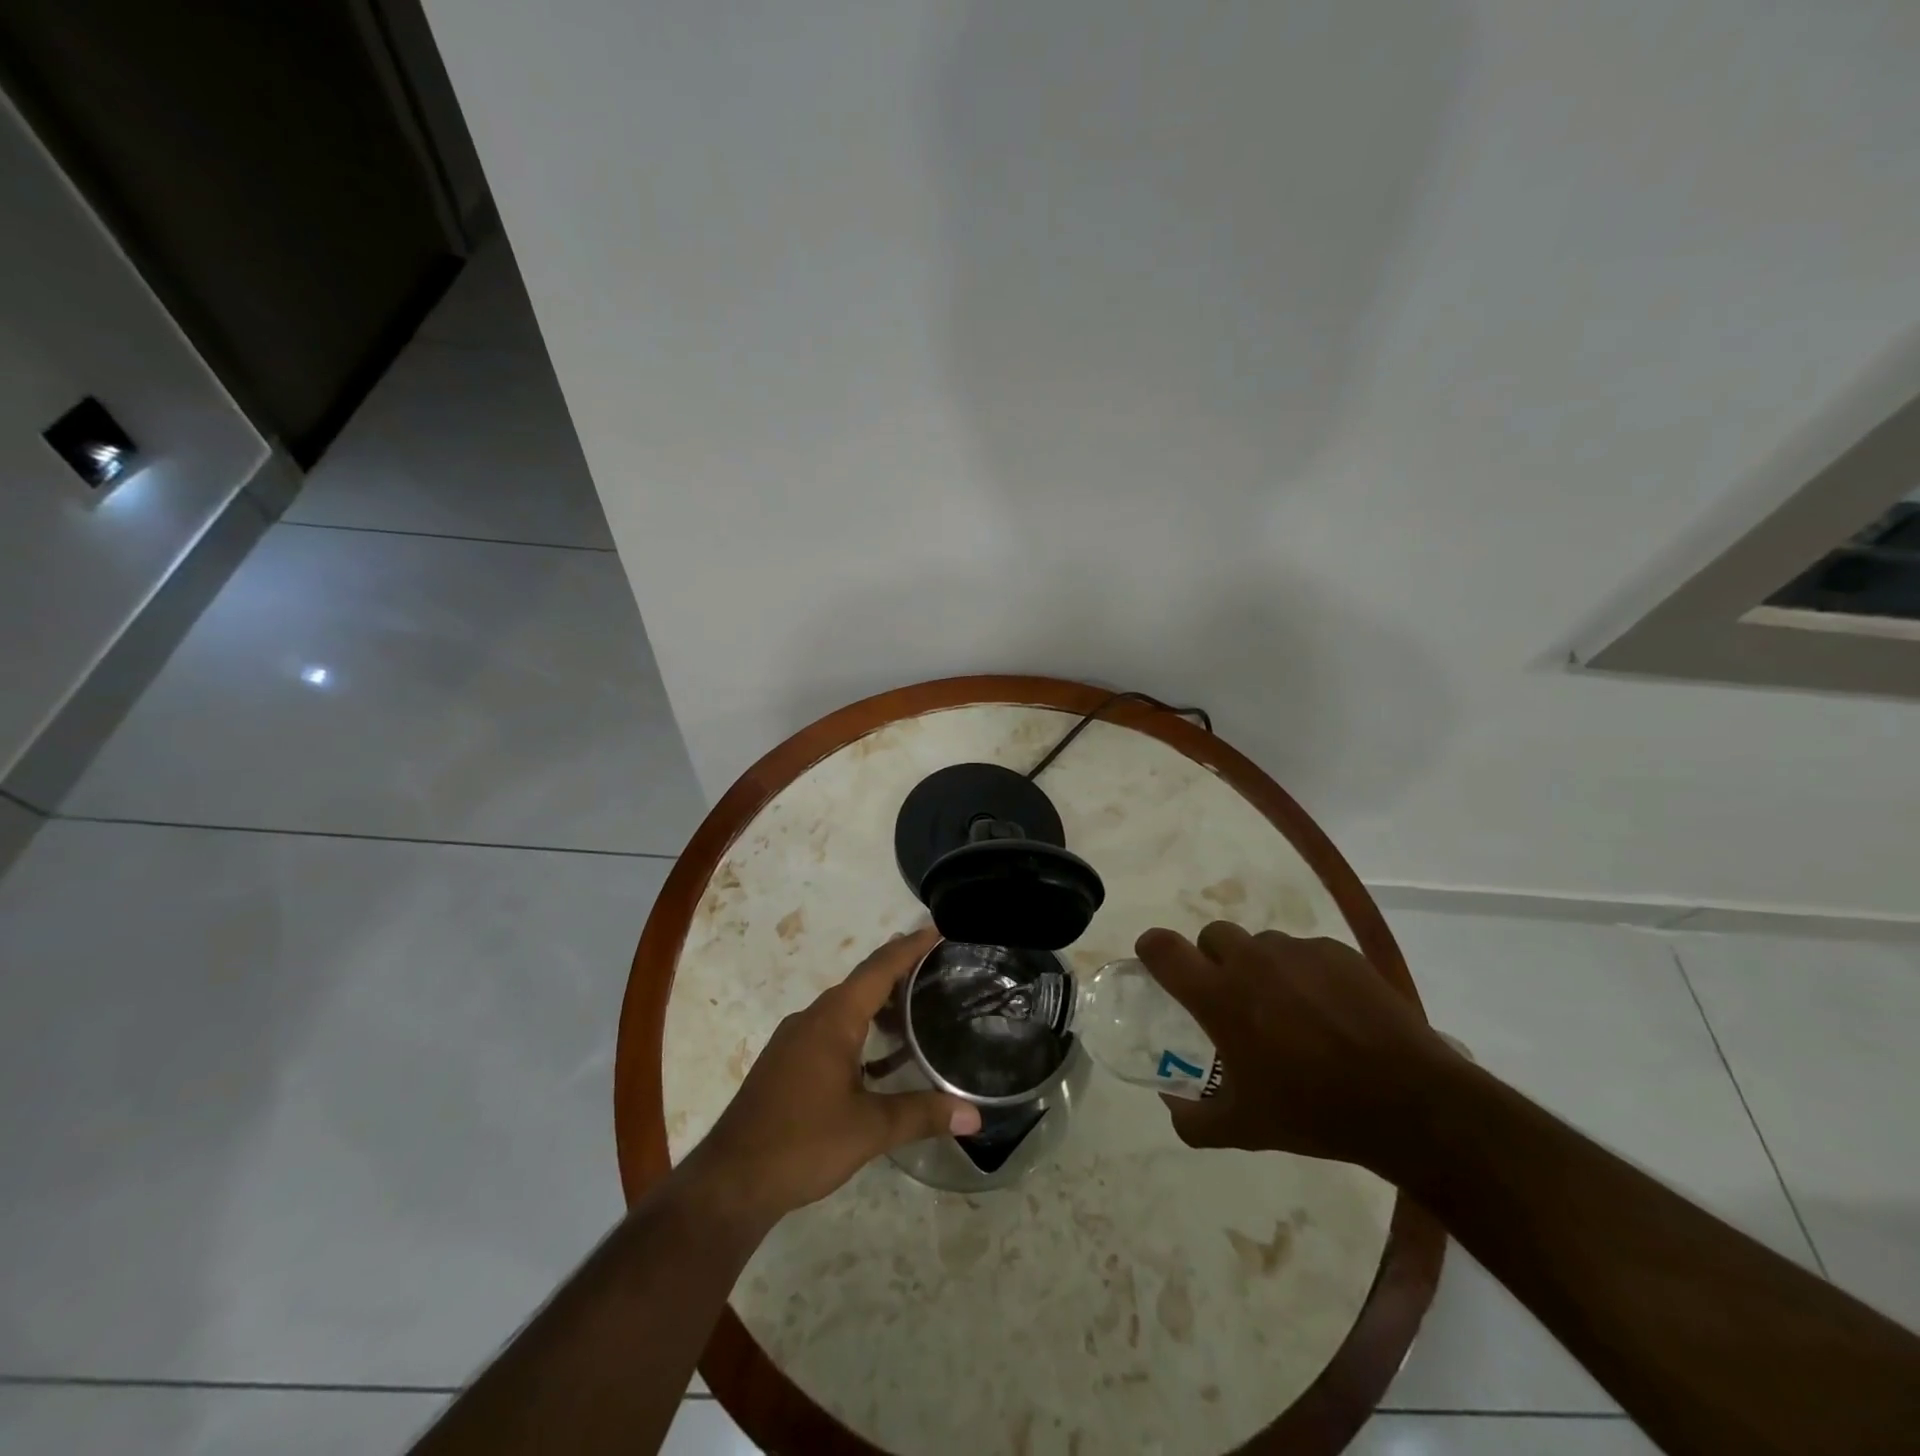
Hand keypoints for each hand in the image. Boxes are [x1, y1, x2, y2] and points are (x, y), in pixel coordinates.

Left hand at [681, 929, 981, 1229]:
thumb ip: (922, 1115)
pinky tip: (879, 1055)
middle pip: (862, 982)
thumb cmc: (802, 1143)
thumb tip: (975, 1115)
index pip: (879, 968)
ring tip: (915, 1003)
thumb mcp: (869, 1130)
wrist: (730, 1181)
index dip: (910, 947)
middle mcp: (812, 1018)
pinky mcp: (786, 1062)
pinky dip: (860, 1027)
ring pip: (845, 1006)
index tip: (936, 929)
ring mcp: (795, 1040)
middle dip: (898, 969)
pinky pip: (831, 1028)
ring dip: (878, 1001)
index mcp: (833, 1019)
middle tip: (936, 964)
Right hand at [1135, 922, 1457, 1171]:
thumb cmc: (1314, 1112)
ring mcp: (1298, 952)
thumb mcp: (1244, 1129)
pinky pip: (1305, 951)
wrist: (1410, 1103)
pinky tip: (1329, 1010)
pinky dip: (1305, 973)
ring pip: (1262, 943)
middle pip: (1212, 936)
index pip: (1164, 948)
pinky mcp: (1338, 952)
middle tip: (1232, 998)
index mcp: (1219, 996)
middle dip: (1212, 959)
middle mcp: (1252, 961)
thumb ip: (1194, 1119)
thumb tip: (1171, 1105)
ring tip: (1288, 1009)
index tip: (1156, 963)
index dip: (1152, 949)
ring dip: (1261, 967)